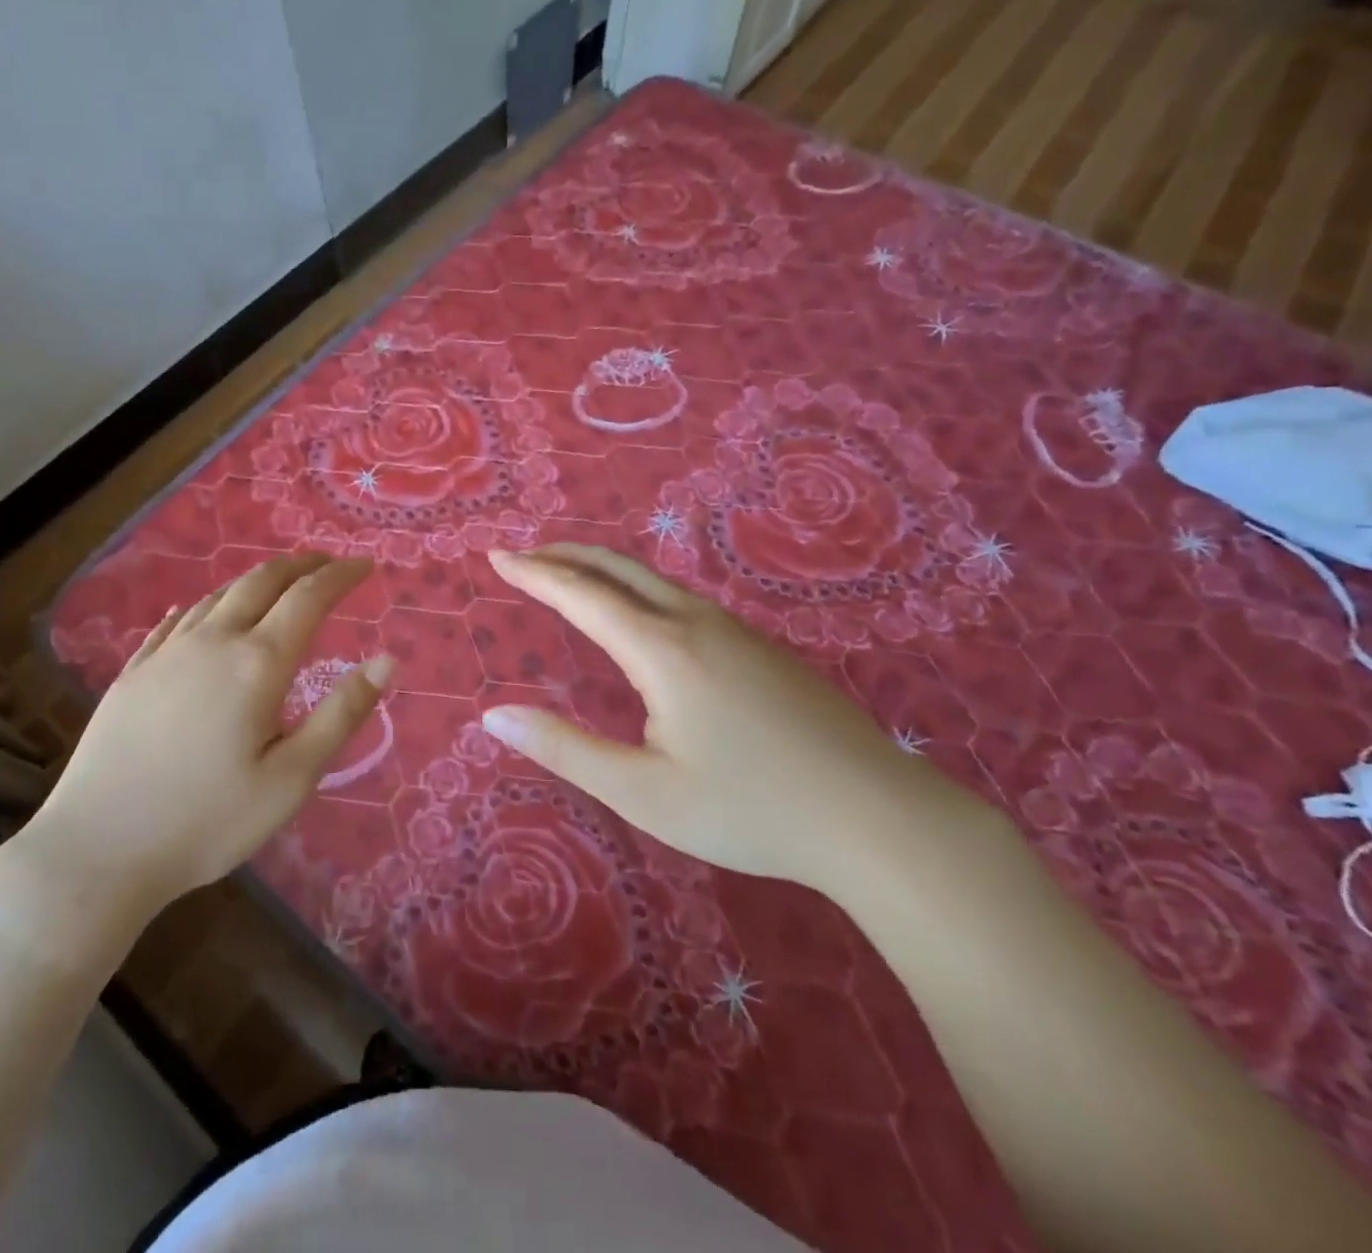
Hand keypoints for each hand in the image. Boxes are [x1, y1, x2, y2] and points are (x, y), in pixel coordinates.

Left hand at [7, 554, 391, 961]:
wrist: (97, 850)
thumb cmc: (208, 821)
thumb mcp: (292, 778)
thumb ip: (342, 714)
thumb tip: (386, 660)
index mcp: (257, 663)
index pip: (309, 598)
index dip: (341, 576)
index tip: (366, 566)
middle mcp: (213, 642)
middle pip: (261, 582)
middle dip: (300, 565)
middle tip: (327, 563)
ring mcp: (166, 654)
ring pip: (217, 595)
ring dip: (255, 580)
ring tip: (277, 582)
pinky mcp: (132, 673)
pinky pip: (175, 622)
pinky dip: (202, 606)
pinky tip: (198, 610)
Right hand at [479, 544, 976, 894]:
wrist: (877, 817)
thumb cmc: (749, 809)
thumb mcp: (643, 792)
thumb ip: (565, 750)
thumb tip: (494, 716)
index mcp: (661, 649)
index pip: (581, 594)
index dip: (534, 573)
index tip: (497, 556)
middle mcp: (695, 622)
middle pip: (617, 568)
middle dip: (564, 555)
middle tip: (523, 555)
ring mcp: (735, 630)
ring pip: (653, 580)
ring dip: (602, 569)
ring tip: (569, 577)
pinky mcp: (761, 647)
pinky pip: (681, 598)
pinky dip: (637, 588)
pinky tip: (640, 615)